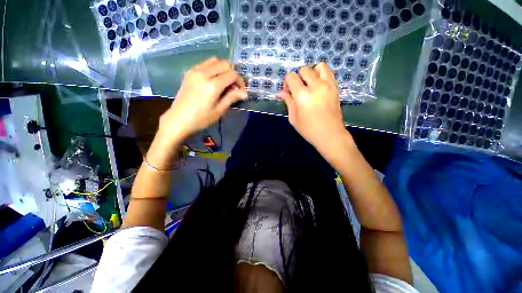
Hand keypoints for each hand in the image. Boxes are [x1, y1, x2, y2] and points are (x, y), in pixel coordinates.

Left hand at [158, 57, 246, 143]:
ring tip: (223, 83)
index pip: (232, 74)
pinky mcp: (189, 72)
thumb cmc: (201, 119)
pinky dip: (213, 69)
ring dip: (222, 69)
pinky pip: (205, 64)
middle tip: (232, 87)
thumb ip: (232, 98)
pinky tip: (213, 81)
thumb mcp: (219, 110)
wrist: (178, 119)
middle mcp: (203, 73)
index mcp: (212, 85)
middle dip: (232, 74)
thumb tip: (245, 93)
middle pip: (224, 64)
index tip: (240, 91)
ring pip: (214, 60)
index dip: (239, 81)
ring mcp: (194, 70)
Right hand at [277, 63, 351, 155]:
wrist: (330, 135)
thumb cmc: (308, 129)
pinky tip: (318, 85)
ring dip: (311, 73)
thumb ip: (288, 102)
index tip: (288, 92)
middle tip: (298, 90)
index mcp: (302, 95)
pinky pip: (328, 72)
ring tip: (309, 85)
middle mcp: (315, 86)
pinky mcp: (335, 87)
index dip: (287, 83)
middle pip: (304, 69)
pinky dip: (321, 74)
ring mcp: (328, 85)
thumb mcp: (293, 118)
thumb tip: (279, 92)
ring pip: (318, 66)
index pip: (291, 76)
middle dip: (298, 77)